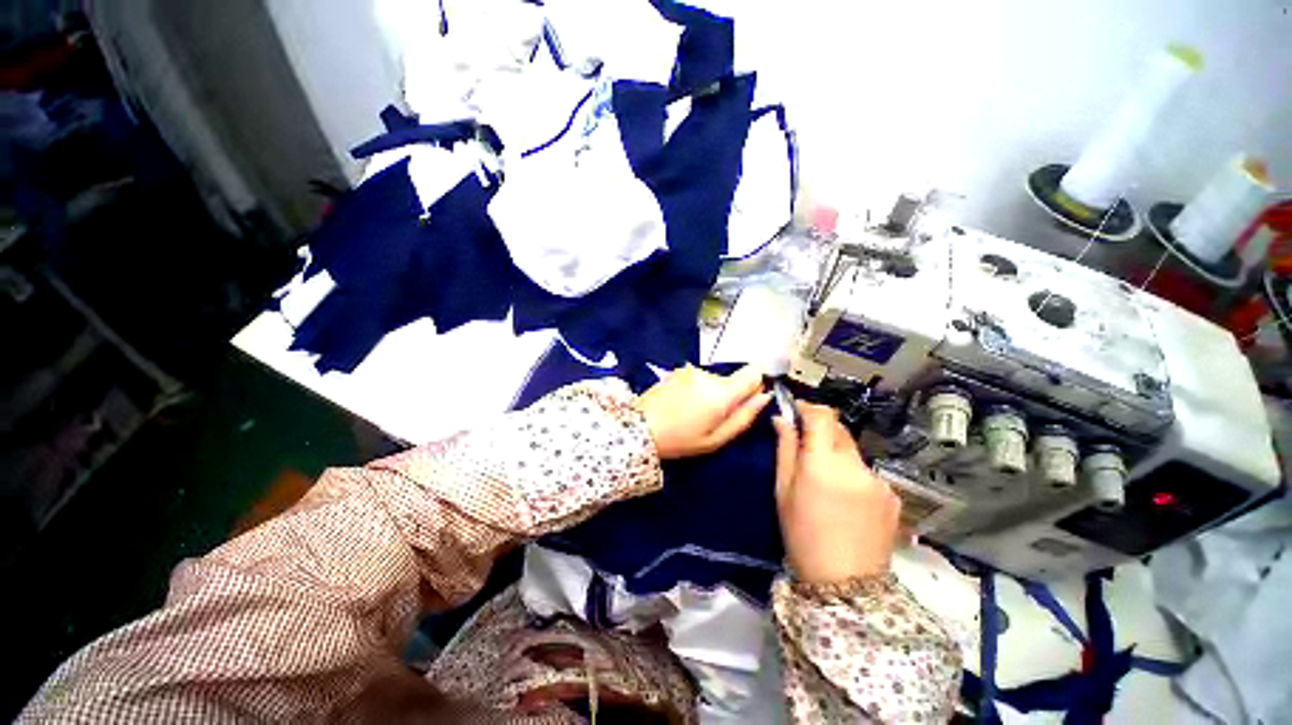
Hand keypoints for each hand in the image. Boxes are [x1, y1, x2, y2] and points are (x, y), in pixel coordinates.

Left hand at [637, 365, 770, 458]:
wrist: (639, 427)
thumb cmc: (680, 440)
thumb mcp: (716, 439)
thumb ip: (744, 417)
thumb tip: (765, 395)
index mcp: (721, 393)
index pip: (754, 372)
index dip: (755, 385)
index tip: (745, 401)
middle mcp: (708, 375)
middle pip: (733, 378)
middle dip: (730, 395)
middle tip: (712, 417)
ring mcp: (691, 370)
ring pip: (716, 379)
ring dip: (711, 393)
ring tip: (693, 412)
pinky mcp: (679, 370)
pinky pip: (699, 378)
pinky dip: (697, 389)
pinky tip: (682, 403)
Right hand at [773, 402, 901, 583]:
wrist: (844, 586)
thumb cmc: (801, 534)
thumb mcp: (783, 490)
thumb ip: (785, 449)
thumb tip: (781, 419)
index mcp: (823, 462)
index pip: (822, 416)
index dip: (808, 407)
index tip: (796, 410)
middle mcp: (855, 464)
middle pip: (839, 429)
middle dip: (821, 430)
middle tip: (806, 446)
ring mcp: (878, 480)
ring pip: (852, 452)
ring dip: (837, 455)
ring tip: (826, 481)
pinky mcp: (892, 495)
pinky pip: (867, 473)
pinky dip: (853, 475)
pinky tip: (846, 500)